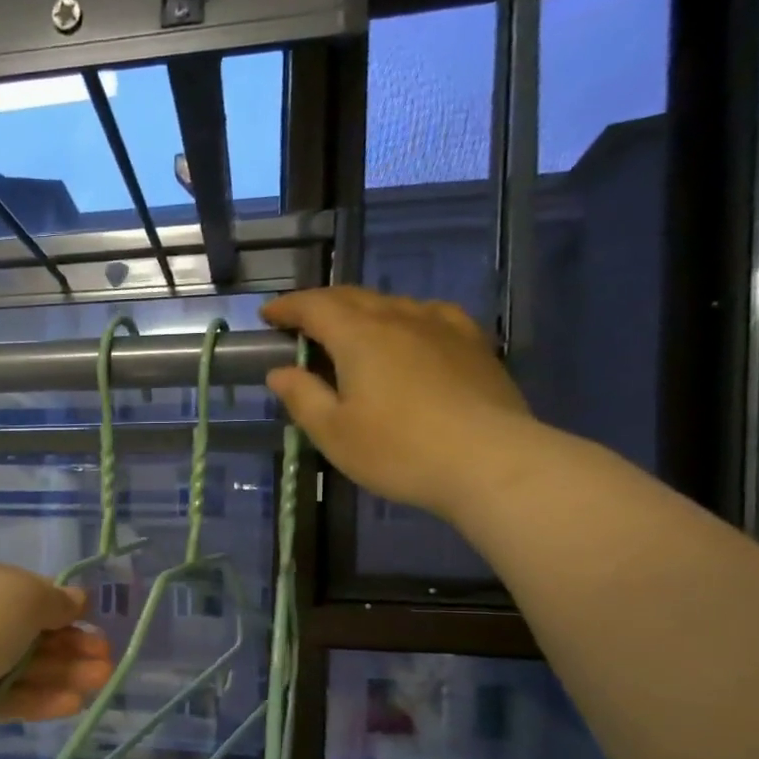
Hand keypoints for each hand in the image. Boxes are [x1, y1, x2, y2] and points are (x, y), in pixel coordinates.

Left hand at [0, 553, 114, 741]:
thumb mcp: (27, 595)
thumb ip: (56, 600)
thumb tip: (79, 599)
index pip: (20, 589)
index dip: (58, 606)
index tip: (90, 620)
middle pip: (25, 630)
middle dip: (68, 645)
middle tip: (105, 657)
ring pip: (19, 666)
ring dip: (62, 672)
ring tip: (101, 681)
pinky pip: (6, 696)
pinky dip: (39, 698)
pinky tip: (74, 704)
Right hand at [262, 288, 535, 521]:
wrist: (489, 461)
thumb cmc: (398, 450)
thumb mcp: (333, 433)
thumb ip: (302, 397)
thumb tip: (280, 371)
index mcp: (360, 336)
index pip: (316, 307)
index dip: (288, 307)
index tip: (268, 313)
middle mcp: (401, 318)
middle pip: (354, 297)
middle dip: (321, 305)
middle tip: (300, 321)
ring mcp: (443, 326)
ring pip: (393, 304)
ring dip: (362, 311)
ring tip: (350, 331)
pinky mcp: (473, 343)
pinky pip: (430, 316)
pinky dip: (404, 319)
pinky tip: (410, 334)